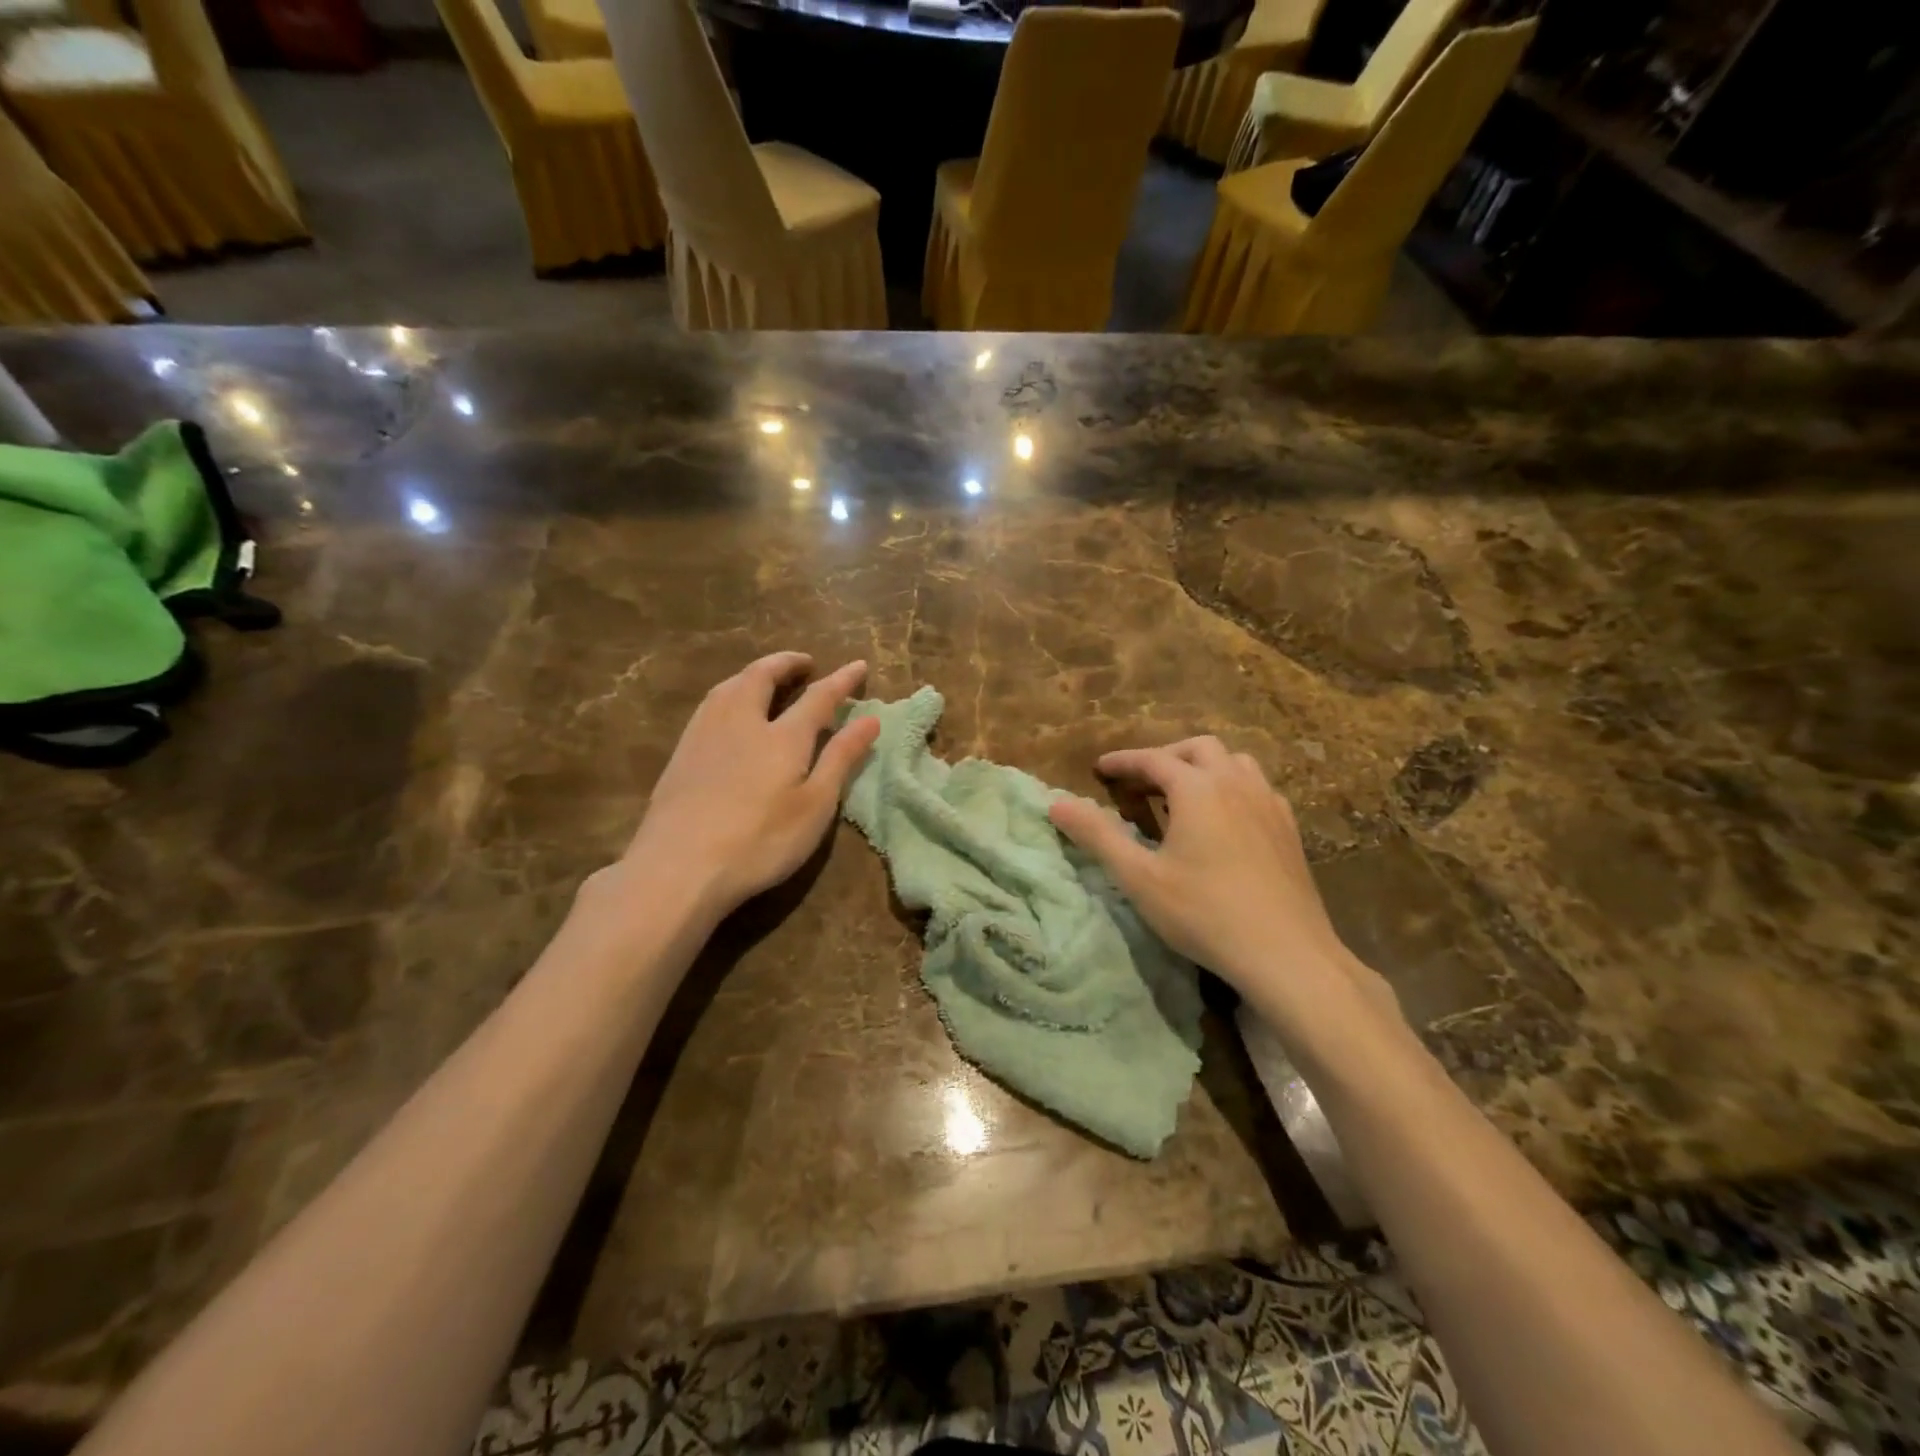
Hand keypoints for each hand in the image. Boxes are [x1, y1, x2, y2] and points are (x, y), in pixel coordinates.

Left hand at [611, 652, 881, 923]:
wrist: (678, 868)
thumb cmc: (760, 841)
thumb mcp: (814, 806)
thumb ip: (841, 758)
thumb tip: (870, 719)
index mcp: (782, 735)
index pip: (818, 697)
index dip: (841, 680)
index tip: (858, 665)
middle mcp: (742, 721)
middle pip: (762, 677)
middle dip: (786, 663)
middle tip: (804, 663)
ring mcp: (705, 734)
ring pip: (730, 686)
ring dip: (754, 673)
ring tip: (767, 677)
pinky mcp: (681, 753)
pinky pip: (710, 704)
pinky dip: (730, 692)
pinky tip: (729, 710)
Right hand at [1049, 736, 1393, 1022]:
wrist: (1286, 953)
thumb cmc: (1204, 913)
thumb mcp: (1138, 877)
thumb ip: (1097, 835)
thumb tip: (1057, 804)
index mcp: (1197, 788)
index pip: (1153, 760)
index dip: (1124, 761)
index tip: (1100, 767)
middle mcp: (1236, 784)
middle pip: (1198, 749)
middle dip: (1165, 757)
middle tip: (1141, 781)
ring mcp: (1268, 804)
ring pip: (1235, 762)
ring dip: (1203, 767)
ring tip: (1183, 794)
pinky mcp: (1289, 828)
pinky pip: (1257, 787)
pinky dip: (1231, 787)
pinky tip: (1225, 819)